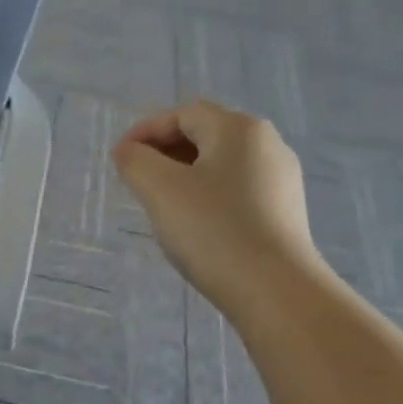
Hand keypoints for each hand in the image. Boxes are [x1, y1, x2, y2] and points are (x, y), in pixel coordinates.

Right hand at [112, 98, 322, 317]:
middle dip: (164, 152)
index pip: (182, 114)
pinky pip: (236, 189)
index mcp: (239, 129)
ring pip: (220, 164)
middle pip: (205, 134)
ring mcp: (281, 178)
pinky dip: (207, 195)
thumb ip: (135, 161)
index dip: (145, 131)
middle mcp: (267, 144)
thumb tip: (128, 151)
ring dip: (184, 175)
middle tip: (136, 180)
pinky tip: (195, 224)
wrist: (274, 288)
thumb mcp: (159, 189)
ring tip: (161, 204)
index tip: (118, 159)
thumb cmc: (212, 230)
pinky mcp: (284, 210)